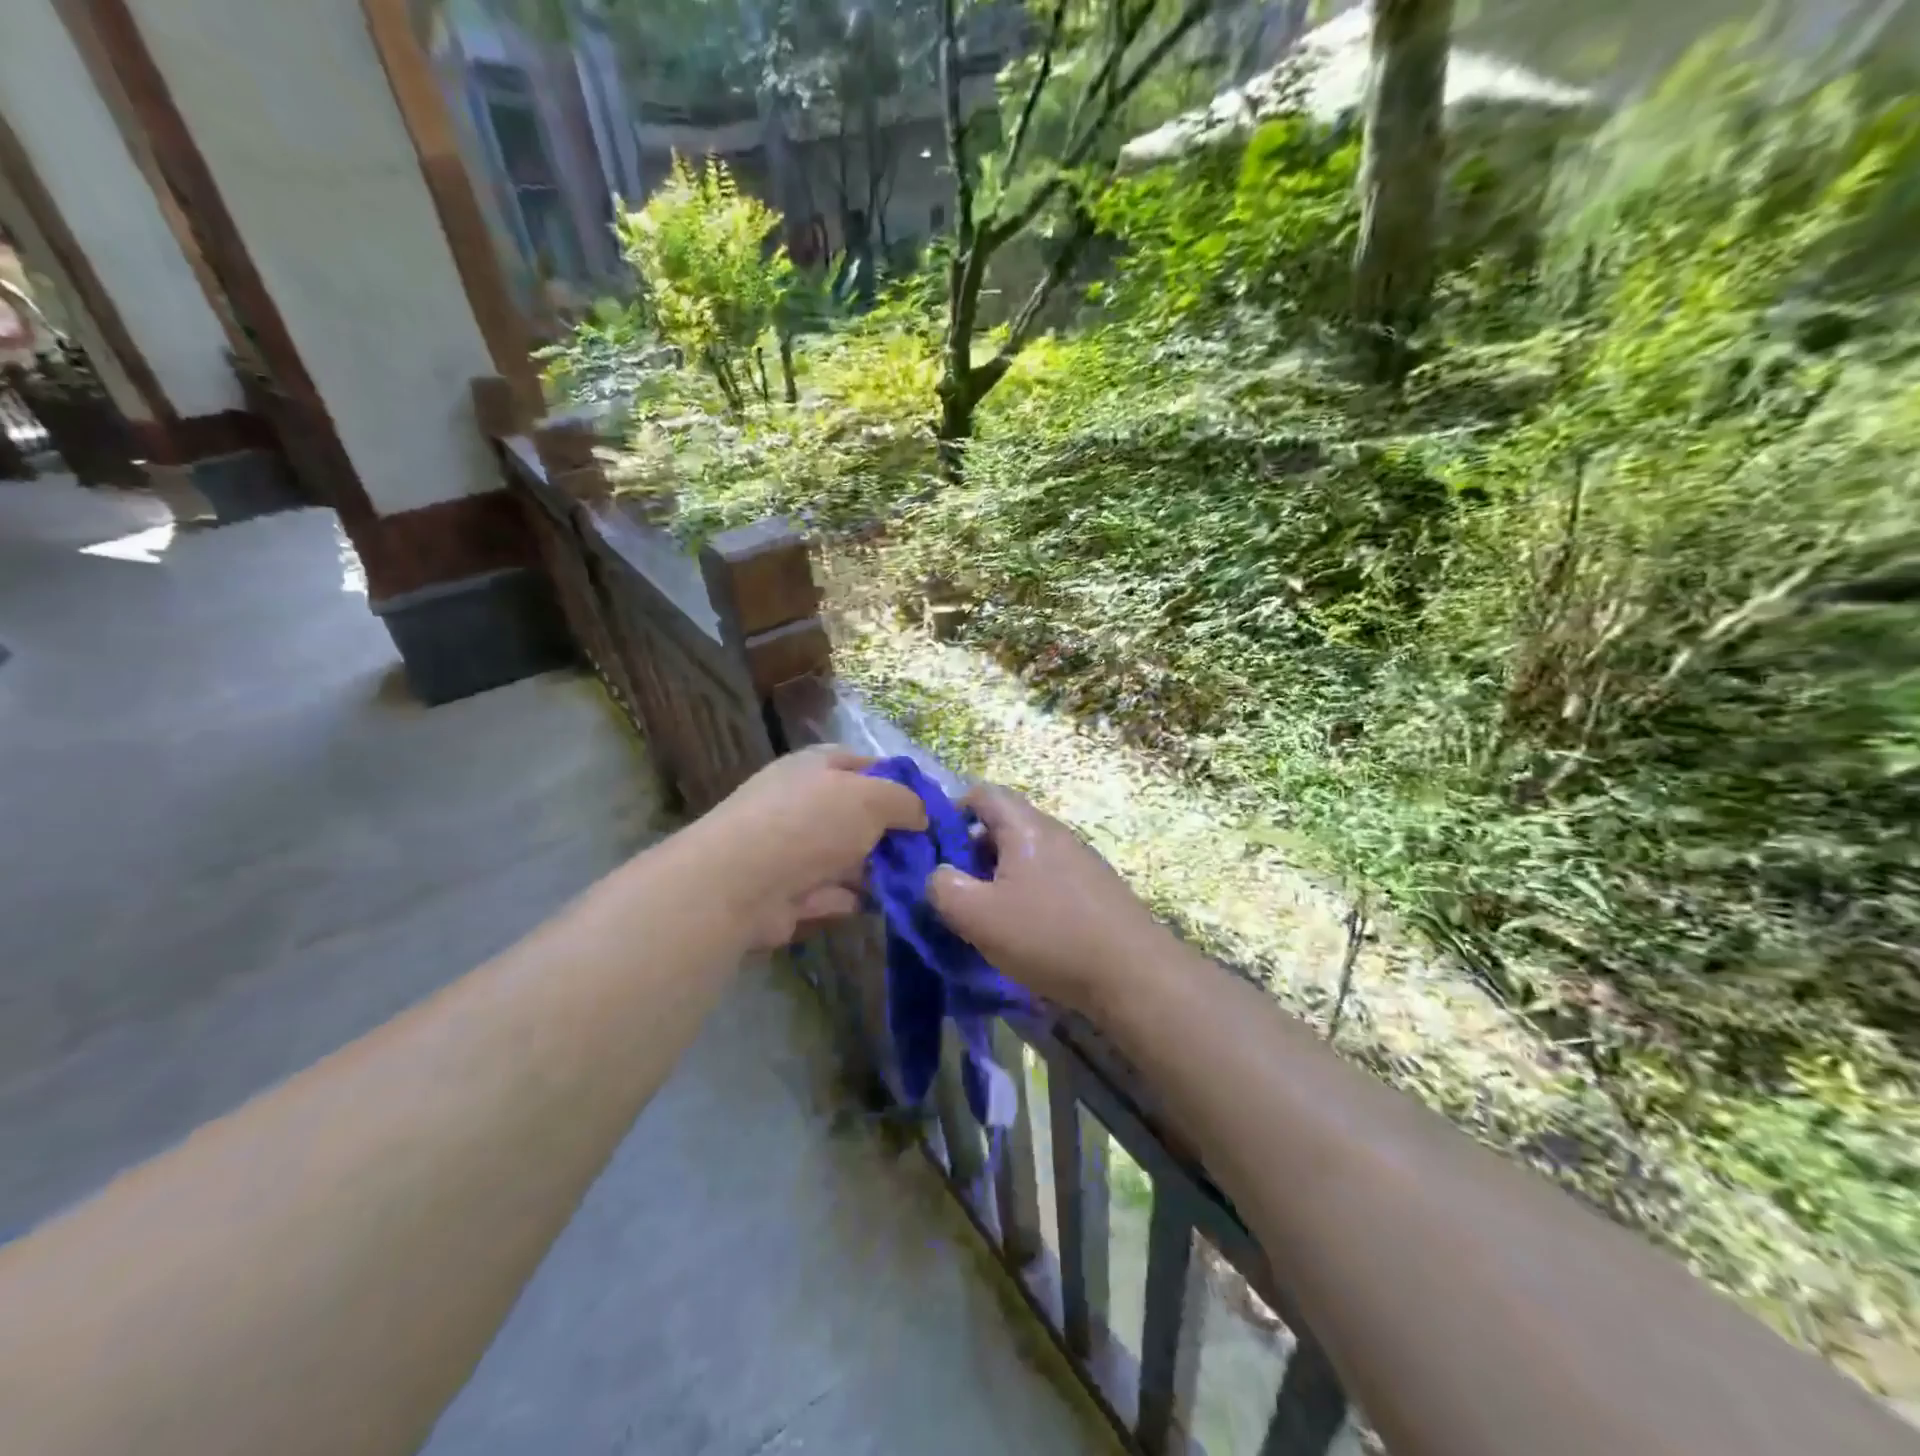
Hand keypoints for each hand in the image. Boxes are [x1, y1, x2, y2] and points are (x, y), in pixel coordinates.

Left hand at [693, 746, 926, 948]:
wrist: (740, 882)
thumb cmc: (811, 822)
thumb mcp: (872, 797)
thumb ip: (906, 801)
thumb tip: (923, 816)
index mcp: (818, 766)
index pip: (868, 765)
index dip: (902, 784)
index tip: (933, 811)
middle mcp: (804, 802)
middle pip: (861, 815)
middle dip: (894, 835)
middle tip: (931, 855)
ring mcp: (794, 849)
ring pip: (850, 857)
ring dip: (879, 871)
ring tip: (919, 885)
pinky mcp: (789, 892)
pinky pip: (833, 892)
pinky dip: (854, 899)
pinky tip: (883, 907)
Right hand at [925, 784, 1172, 1011]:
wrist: (1134, 972)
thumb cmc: (1048, 935)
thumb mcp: (978, 915)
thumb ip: (943, 888)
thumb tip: (938, 875)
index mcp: (1025, 826)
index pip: (982, 794)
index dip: (950, 813)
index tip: (934, 850)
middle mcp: (1055, 833)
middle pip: (1003, 826)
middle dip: (972, 854)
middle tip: (956, 891)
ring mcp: (1080, 860)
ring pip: (1026, 856)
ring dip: (999, 879)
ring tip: (987, 917)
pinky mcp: (1096, 889)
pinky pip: (1049, 879)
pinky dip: (1027, 896)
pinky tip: (1026, 933)